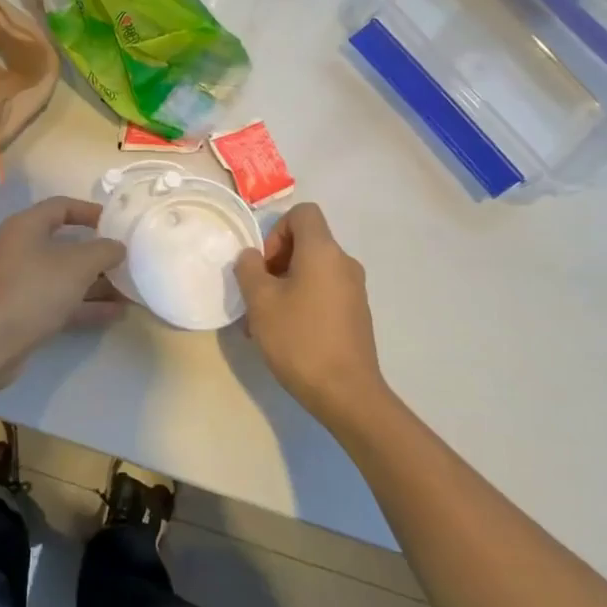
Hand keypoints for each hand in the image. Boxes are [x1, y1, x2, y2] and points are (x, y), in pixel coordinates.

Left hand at [0, 197, 125, 382]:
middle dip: (98, 254)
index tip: (116, 223)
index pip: (62, 206)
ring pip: (65, 276)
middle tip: (126, 260)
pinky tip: (115, 314)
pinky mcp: (24, 310)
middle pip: (65, 244)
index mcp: (27, 226)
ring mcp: (21, 281)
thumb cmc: (35, 289)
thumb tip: (117, 247)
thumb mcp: (78, 264)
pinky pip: (60, 300)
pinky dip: (85, 304)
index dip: (90, 211)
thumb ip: (104, 250)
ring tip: (129, 290)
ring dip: (96, 283)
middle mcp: (21, 249)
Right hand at [235, 203, 385, 428]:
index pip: (303, 213)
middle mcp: (344, 263)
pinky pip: (324, 292)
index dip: (277, 229)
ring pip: (313, 270)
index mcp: (323, 251)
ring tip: (265, 320)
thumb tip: (252, 257)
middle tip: (258, 293)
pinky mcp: (356, 314)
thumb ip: (249, 269)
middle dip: (276, 261)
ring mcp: (354, 290)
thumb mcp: (260, 301)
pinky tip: (287, 334)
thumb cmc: (299, 339)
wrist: (347, 394)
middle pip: (307, 242)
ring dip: (286, 285)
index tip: (264, 263)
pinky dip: (303, 301)